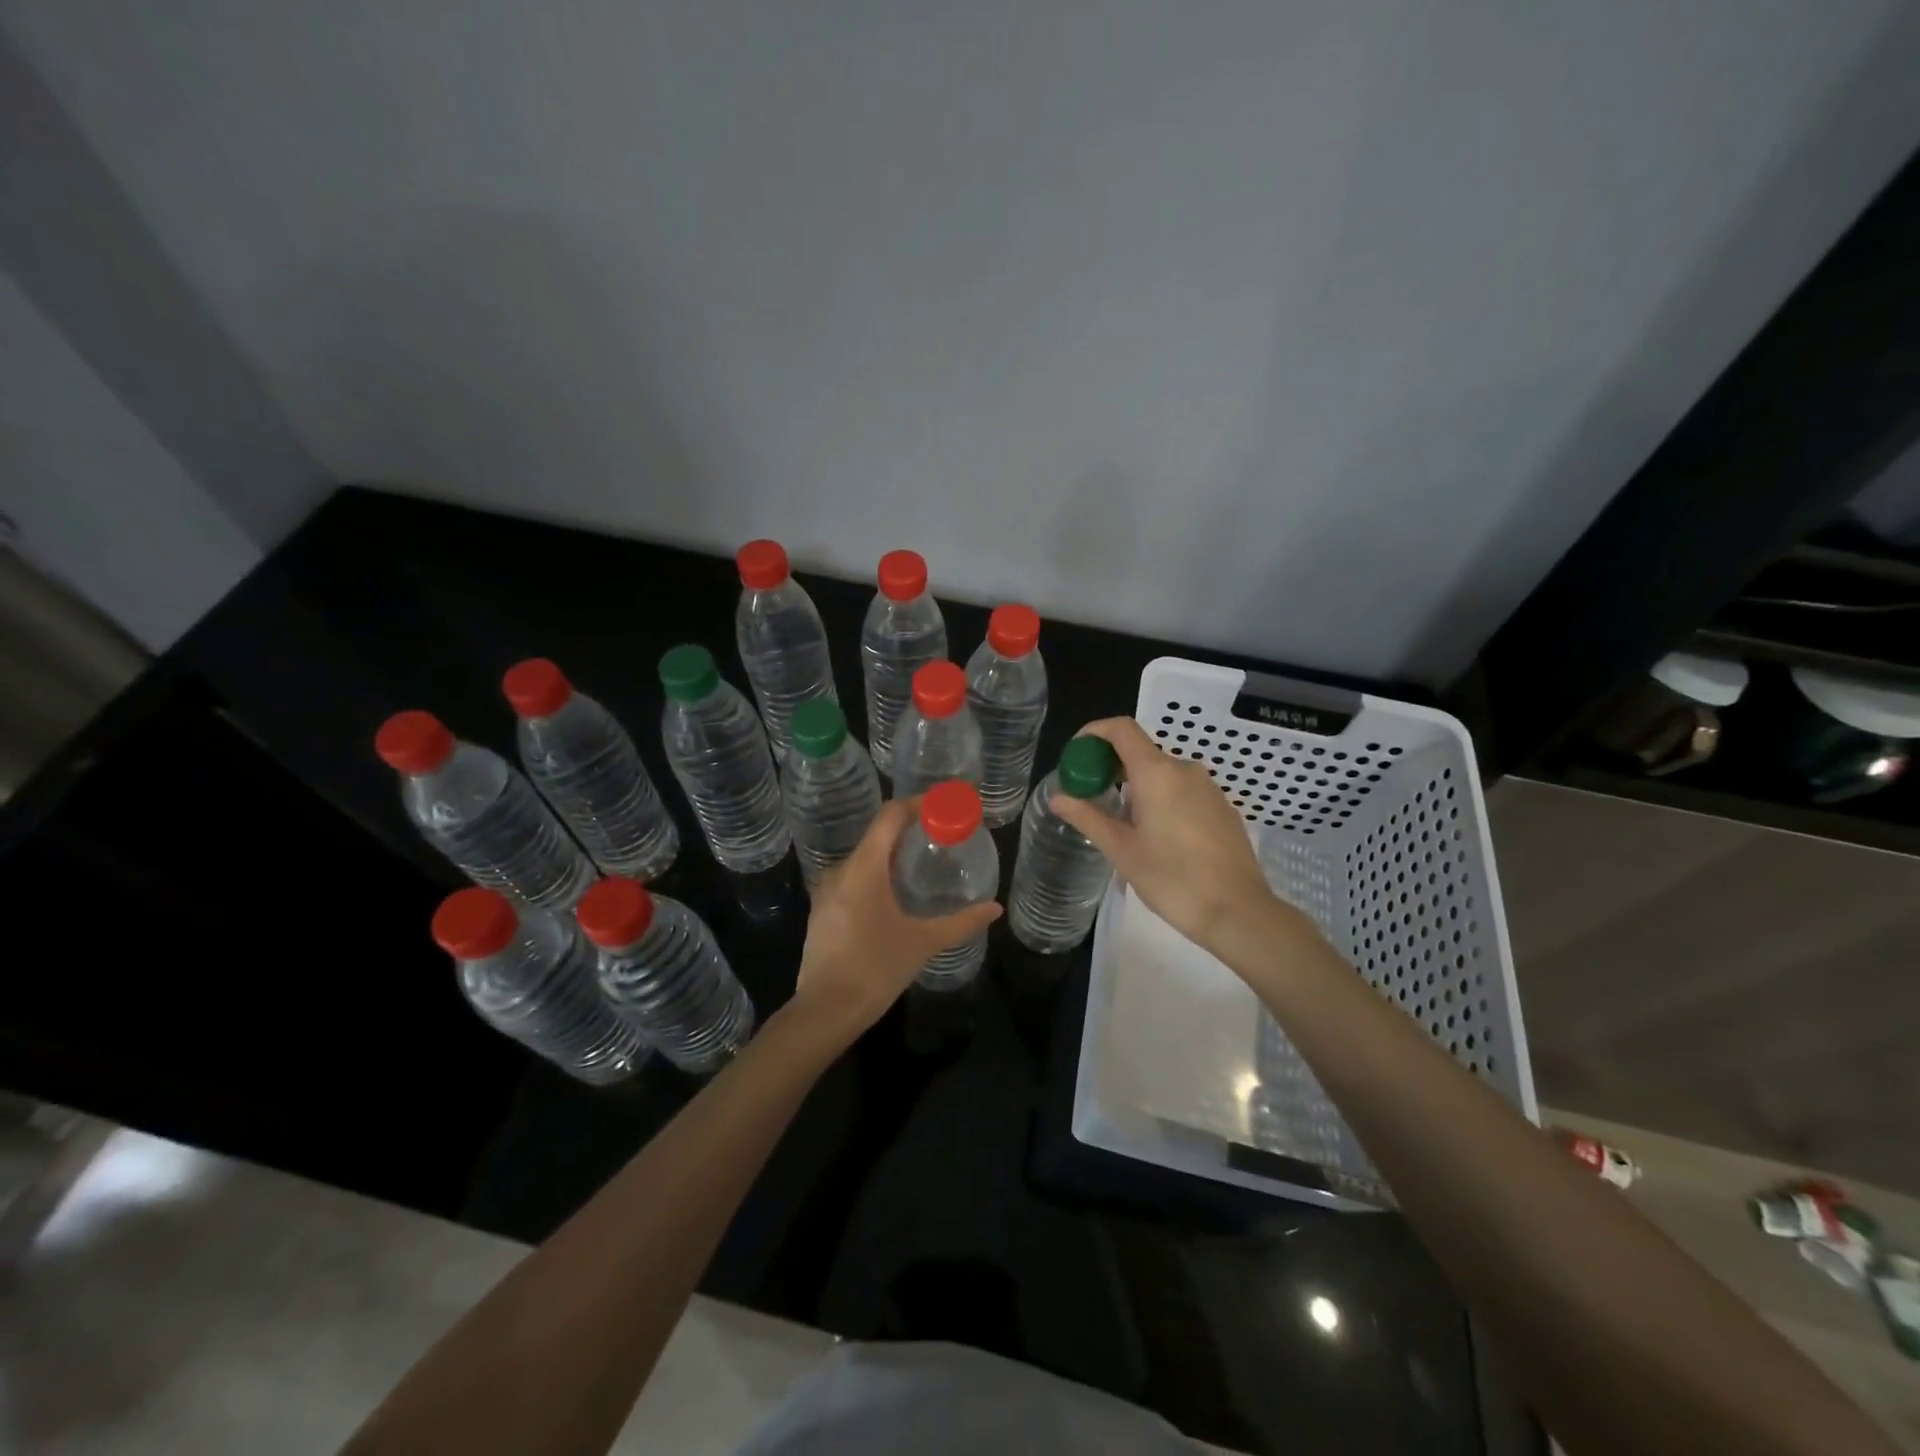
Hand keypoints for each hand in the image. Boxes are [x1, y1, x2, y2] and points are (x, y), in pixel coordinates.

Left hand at [789, 799, 1001, 1042]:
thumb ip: (961, 922)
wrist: (825, 1012)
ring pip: (863, 858)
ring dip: (892, 855)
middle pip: (877, 835)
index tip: (944, 806)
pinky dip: (876, 875)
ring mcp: (826, 891)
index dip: (917, 804)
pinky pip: (852, 878)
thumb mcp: (923, 943)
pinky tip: (895, 895)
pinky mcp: (821, 911)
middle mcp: (841, 870)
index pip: (890, 816)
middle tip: (941, 835)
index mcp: (864, 868)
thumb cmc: (875, 969)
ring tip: (922, 863)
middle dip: (909, 830)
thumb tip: (995, 909)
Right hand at [1049, 717, 1284, 954]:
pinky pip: (1182, 790)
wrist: (1238, 911)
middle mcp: (1184, 769)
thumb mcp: (1121, 850)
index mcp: (1156, 773)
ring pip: (1162, 773)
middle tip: (1089, 796)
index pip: (1121, 729)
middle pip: (1140, 751)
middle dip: (1110, 766)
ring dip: (1135, 786)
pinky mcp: (1222, 807)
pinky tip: (1156, 836)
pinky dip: (1160, 799)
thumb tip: (1058, 797)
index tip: (1076, 755)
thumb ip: (1088, 817)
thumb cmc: (1172, 879)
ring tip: (1120, 824)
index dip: (1094, 732)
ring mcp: (1208, 788)